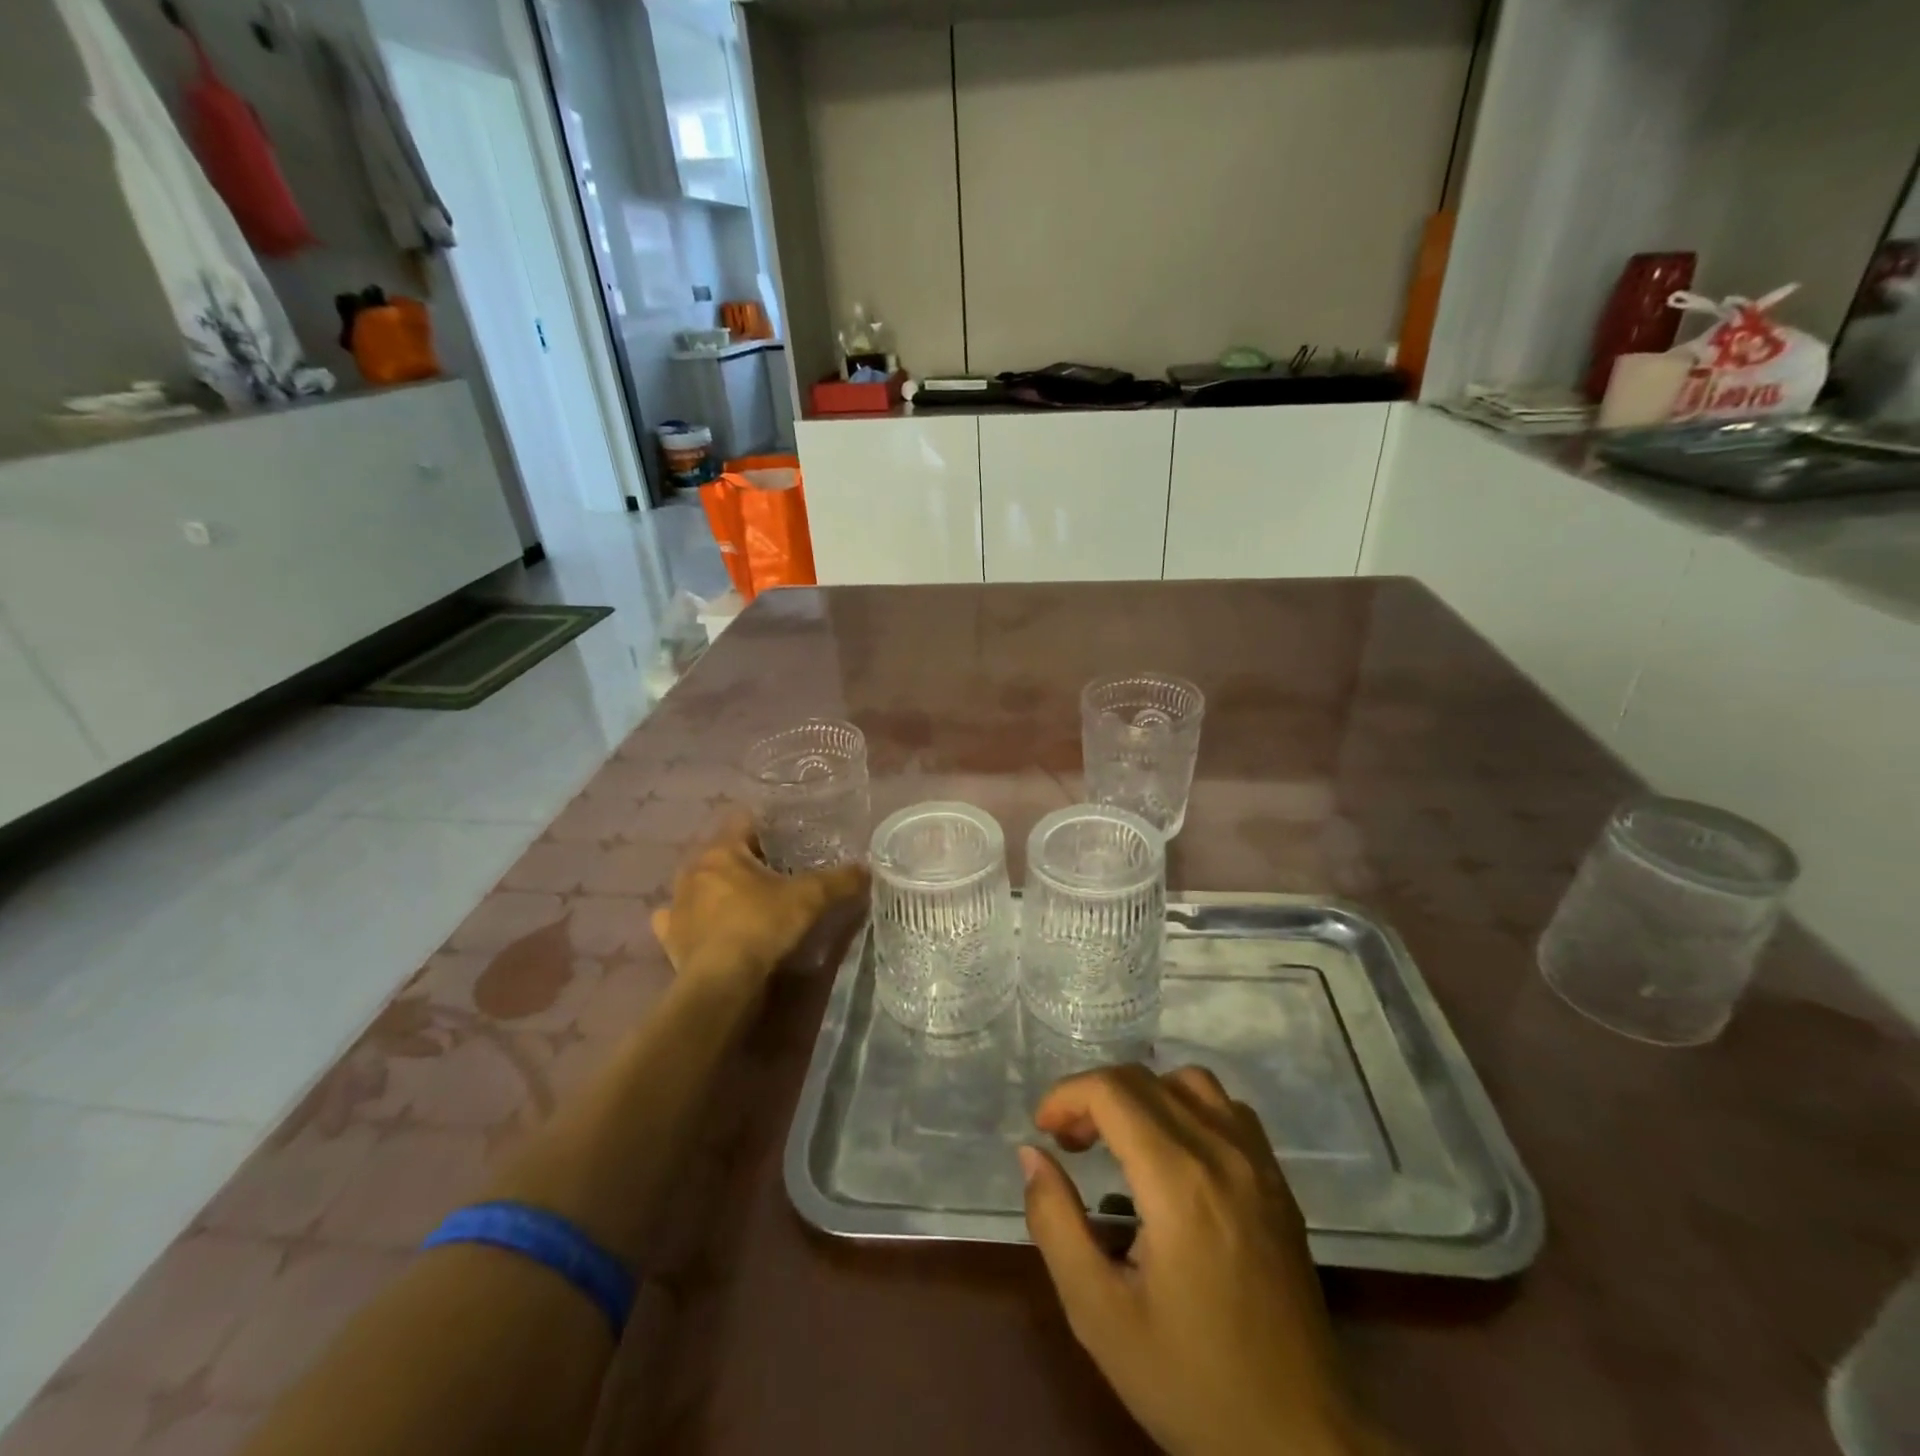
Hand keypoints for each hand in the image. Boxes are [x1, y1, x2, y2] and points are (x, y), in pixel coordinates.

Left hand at [649, 814, 867, 994]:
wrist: (722, 983)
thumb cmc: (762, 927)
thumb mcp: (811, 898)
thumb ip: (840, 879)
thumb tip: (865, 869)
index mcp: (722, 850)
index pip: (744, 820)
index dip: (768, 826)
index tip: (788, 838)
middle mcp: (693, 870)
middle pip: (722, 852)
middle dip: (746, 858)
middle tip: (775, 871)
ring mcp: (676, 904)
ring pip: (699, 883)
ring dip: (718, 887)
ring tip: (745, 900)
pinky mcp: (669, 937)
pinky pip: (679, 918)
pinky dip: (694, 919)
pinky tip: (709, 926)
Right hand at [1020, 1065, 1379, 1455]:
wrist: (1303, 1444)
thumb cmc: (1193, 1382)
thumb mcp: (1100, 1315)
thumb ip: (1055, 1223)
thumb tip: (1032, 1154)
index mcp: (1179, 1182)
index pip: (1111, 1091)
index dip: (1065, 1096)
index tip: (1044, 1133)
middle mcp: (1223, 1153)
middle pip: (1144, 1079)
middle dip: (1093, 1096)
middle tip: (1069, 1143)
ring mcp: (1259, 1163)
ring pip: (1190, 1082)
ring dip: (1143, 1095)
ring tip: (1120, 1142)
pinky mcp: (1279, 1182)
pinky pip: (1227, 1109)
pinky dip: (1187, 1108)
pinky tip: (1173, 1156)